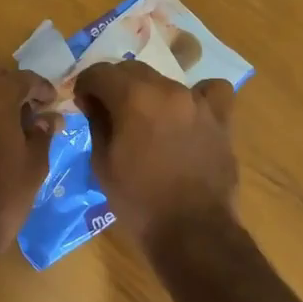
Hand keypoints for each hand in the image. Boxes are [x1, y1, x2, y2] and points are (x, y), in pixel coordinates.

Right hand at [72, 60, 238, 253]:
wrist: (192, 231)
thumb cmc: (139, 201)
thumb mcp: (102, 164)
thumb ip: (97, 123)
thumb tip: (93, 102)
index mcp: (133, 97)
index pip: (100, 73)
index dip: (86, 85)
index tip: (82, 103)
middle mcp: (166, 89)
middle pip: (132, 70)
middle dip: (115, 85)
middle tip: (108, 110)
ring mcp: (197, 101)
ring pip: (165, 80)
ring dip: (149, 92)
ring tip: (146, 118)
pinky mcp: (220, 118)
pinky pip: (210, 92)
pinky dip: (198, 96)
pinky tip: (189, 113)